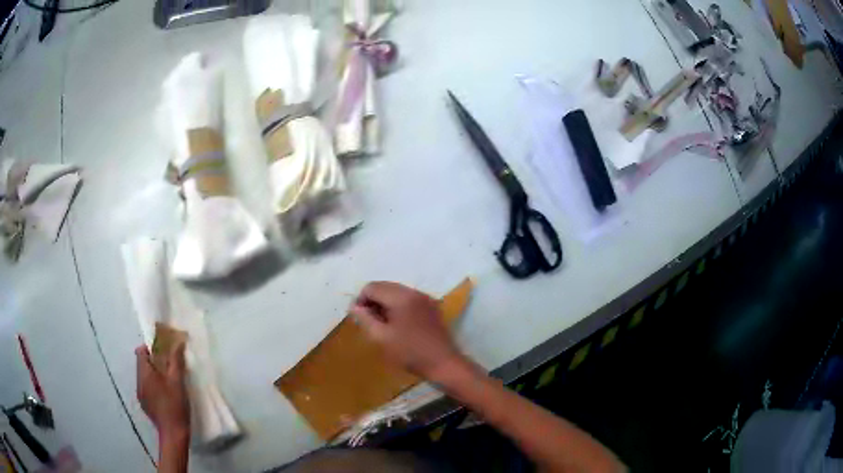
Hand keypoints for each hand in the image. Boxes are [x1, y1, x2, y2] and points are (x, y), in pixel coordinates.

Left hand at [136, 343, 189, 440]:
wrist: (173, 433)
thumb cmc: (175, 405)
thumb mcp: (178, 381)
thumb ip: (176, 360)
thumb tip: (178, 343)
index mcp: (145, 373)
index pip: (140, 351)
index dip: (150, 348)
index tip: (163, 353)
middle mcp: (138, 381)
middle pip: (142, 363)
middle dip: (154, 362)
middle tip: (169, 368)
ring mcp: (140, 393)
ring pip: (144, 376)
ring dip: (153, 375)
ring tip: (168, 382)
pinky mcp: (144, 404)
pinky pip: (145, 387)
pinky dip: (153, 386)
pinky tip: (165, 396)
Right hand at [350, 282, 467, 381]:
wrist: (443, 363)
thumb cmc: (409, 352)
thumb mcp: (381, 338)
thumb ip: (365, 319)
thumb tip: (354, 307)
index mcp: (401, 296)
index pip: (372, 287)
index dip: (360, 300)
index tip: (358, 318)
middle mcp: (414, 292)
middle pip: (385, 287)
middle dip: (373, 301)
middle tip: (369, 323)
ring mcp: (425, 298)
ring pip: (396, 292)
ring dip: (385, 304)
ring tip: (382, 325)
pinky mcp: (431, 307)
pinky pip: (408, 300)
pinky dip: (398, 307)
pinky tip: (398, 325)